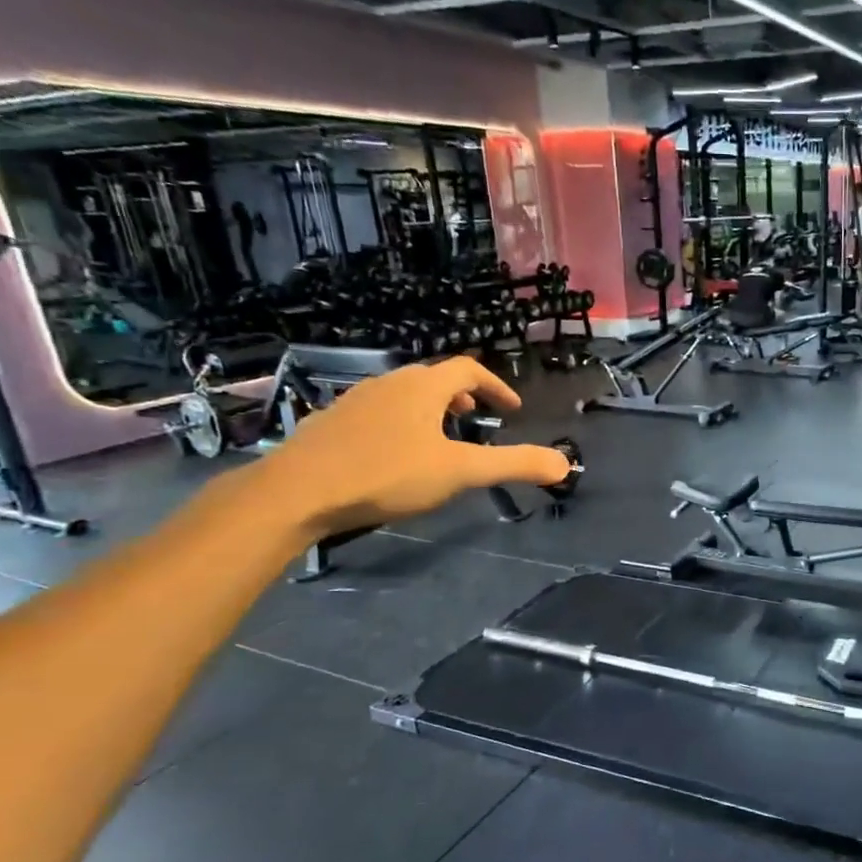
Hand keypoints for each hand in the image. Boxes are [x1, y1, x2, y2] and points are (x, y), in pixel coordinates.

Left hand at [260, 358, 571, 535]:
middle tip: (477, 419)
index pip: (468, 369)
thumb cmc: (386, 474)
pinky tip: (395, 454)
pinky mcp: (331, 421)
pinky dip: (400, 421)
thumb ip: (513, 465)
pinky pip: (378, 411)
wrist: (298, 491)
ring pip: (403, 394)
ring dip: (430, 408)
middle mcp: (389, 383)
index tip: (511, 409)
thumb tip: (564, 464)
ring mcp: (355, 400)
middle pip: (434, 378)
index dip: (495, 386)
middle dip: (462, 396)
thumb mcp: (459, 472)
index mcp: (422, 387)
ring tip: (440, 437)